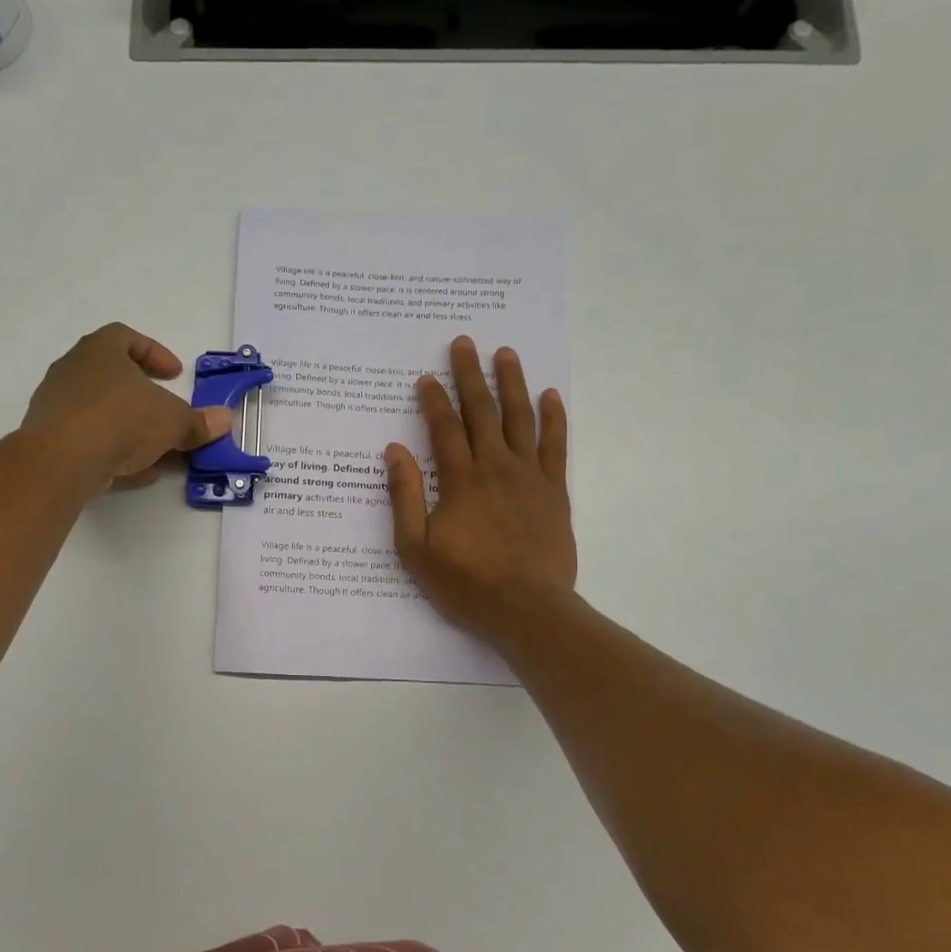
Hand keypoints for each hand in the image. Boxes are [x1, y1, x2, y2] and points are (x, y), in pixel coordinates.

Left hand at [21, 324, 232, 496]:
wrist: (62, 460)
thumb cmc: (122, 421)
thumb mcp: (173, 421)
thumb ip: (198, 422)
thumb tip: (225, 420)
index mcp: (100, 350)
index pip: (126, 337)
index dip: (155, 354)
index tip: (175, 375)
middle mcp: (73, 370)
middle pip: (113, 377)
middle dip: (144, 397)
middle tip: (167, 412)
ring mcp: (57, 405)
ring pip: (101, 412)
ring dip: (131, 428)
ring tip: (158, 450)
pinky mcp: (50, 439)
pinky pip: (88, 439)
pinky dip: (113, 451)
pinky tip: (136, 472)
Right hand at [385, 337, 576, 642]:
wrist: (527, 609)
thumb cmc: (466, 583)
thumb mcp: (416, 548)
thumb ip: (405, 497)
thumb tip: (394, 451)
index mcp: (460, 481)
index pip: (444, 429)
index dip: (434, 400)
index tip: (427, 376)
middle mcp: (495, 467)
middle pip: (482, 412)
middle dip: (471, 375)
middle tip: (465, 342)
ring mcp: (529, 477)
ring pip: (520, 419)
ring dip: (512, 383)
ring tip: (505, 353)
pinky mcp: (554, 491)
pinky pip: (556, 446)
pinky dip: (554, 419)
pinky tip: (551, 396)